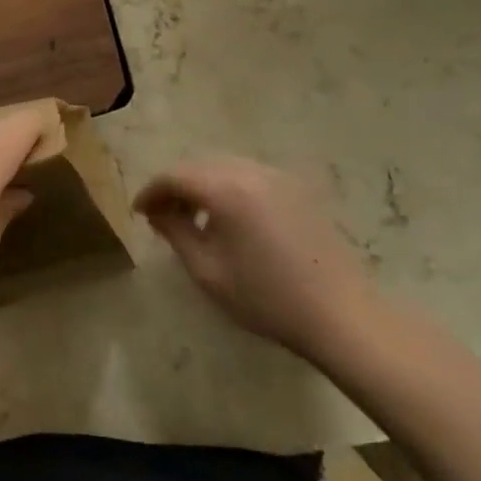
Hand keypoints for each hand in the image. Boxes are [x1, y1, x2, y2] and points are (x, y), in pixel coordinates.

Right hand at [135, 156, 384, 363]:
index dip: (151, 191)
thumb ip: (176, 232)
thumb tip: (158, 212)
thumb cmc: (266, 297)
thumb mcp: (208, 270)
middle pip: (199, 165)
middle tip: (161, 215)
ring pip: (225, 167)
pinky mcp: (297, 189)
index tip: (139, 213)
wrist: (340, 314)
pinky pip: (249, 176)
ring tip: (193, 218)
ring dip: (202, 185)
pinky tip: (228, 219)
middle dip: (175, 186)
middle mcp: (251, 171)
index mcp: (226, 188)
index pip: (175, 175)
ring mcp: (278, 177)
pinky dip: (228, 188)